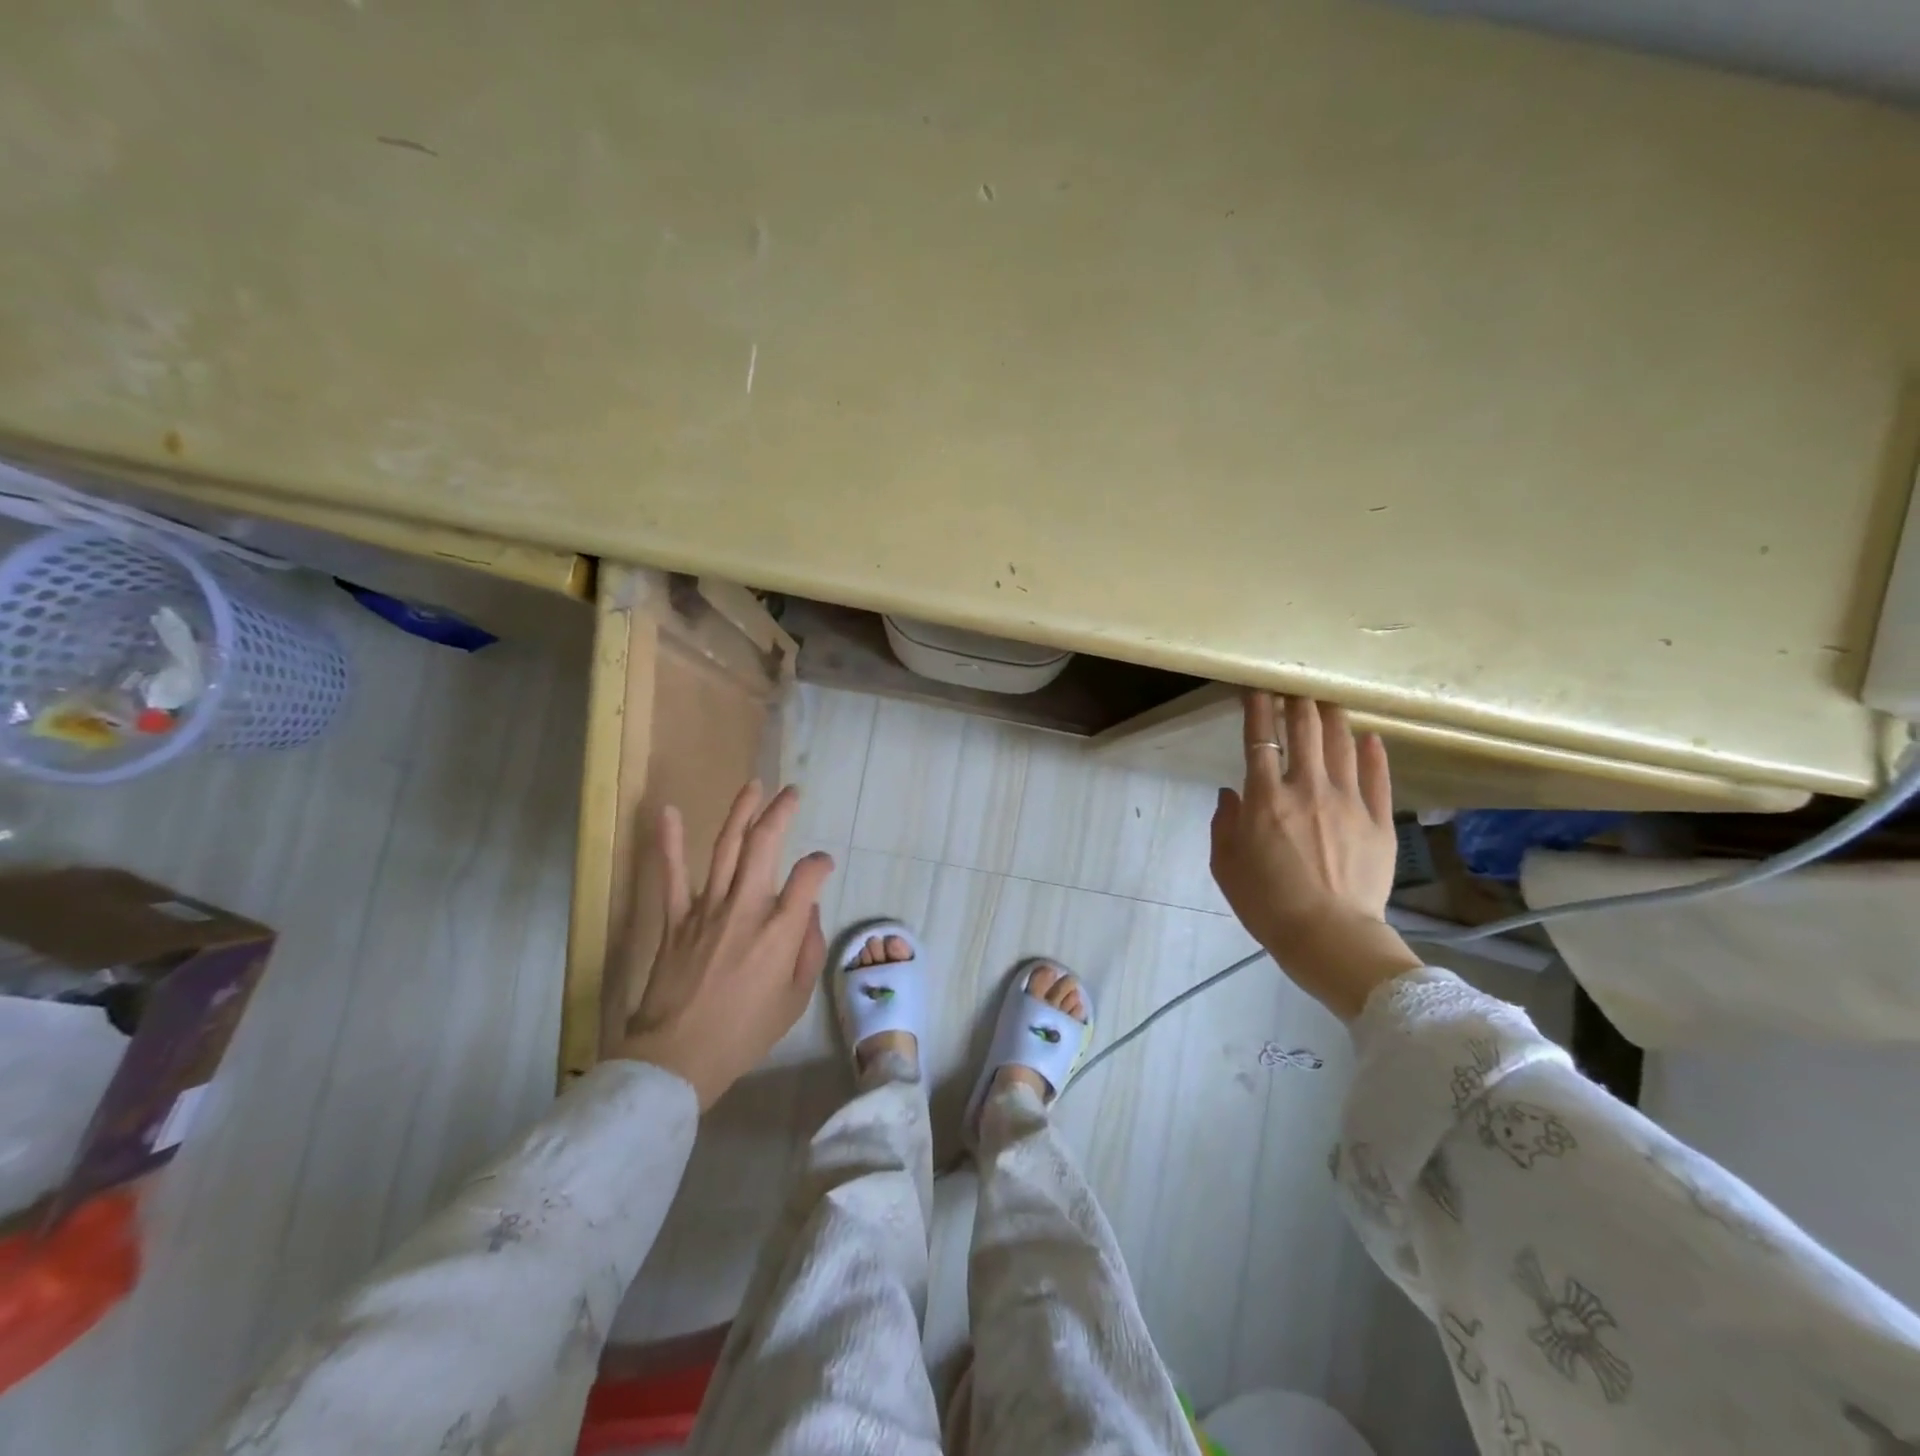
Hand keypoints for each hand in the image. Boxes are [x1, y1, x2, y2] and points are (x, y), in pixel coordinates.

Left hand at [621, 781, 833, 1108]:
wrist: (678, 1058)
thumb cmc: (745, 1033)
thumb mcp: (795, 1000)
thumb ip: (808, 950)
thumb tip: (808, 911)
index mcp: (780, 930)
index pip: (809, 875)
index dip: (820, 864)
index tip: (822, 867)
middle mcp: (747, 907)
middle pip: (765, 845)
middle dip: (781, 812)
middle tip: (792, 793)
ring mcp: (707, 909)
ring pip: (726, 847)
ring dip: (740, 812)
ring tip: (753, 786)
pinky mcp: (675, 918)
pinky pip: (671, 875)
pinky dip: (669, 842)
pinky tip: (668, 812)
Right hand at [1210, 693, 1423, 1020]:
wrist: (1327, 936)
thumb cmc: (1266, 902)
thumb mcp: (1225, 864)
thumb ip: (1224, 823)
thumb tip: (1231, 794)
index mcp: (1265, 798)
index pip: (1259, 740)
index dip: (1257, 709)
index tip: (1256, 690)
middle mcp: (1307, 788)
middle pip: (1305, 731)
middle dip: (1298, 702)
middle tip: (1296, 686)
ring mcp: (1348, 802)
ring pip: (1341, 745)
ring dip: (1332, 717)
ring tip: (1328, 700)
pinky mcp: (1378, 820)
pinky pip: (1377, 777)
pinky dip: (1372, 753)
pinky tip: (1370, 737)